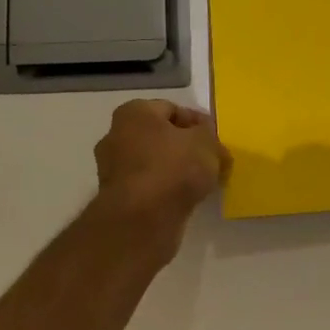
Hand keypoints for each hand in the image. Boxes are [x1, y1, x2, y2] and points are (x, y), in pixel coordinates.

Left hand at [93, 100, 229, 253]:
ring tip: (202, 183)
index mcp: (134, 113)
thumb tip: (207, 139)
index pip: (172, 109)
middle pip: (161, 136)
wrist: (142, 220)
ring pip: (154, 162)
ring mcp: (113, 168)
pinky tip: (185, 199)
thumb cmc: (173, 168)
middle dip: (186, 147)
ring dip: (176, 170)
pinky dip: (166, 189)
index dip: (197, 123)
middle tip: (211, 161)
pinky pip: (148, 186)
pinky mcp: (117, 197)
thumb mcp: (206, 143)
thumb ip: (209, 135)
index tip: (216, 140)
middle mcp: (116, 135)